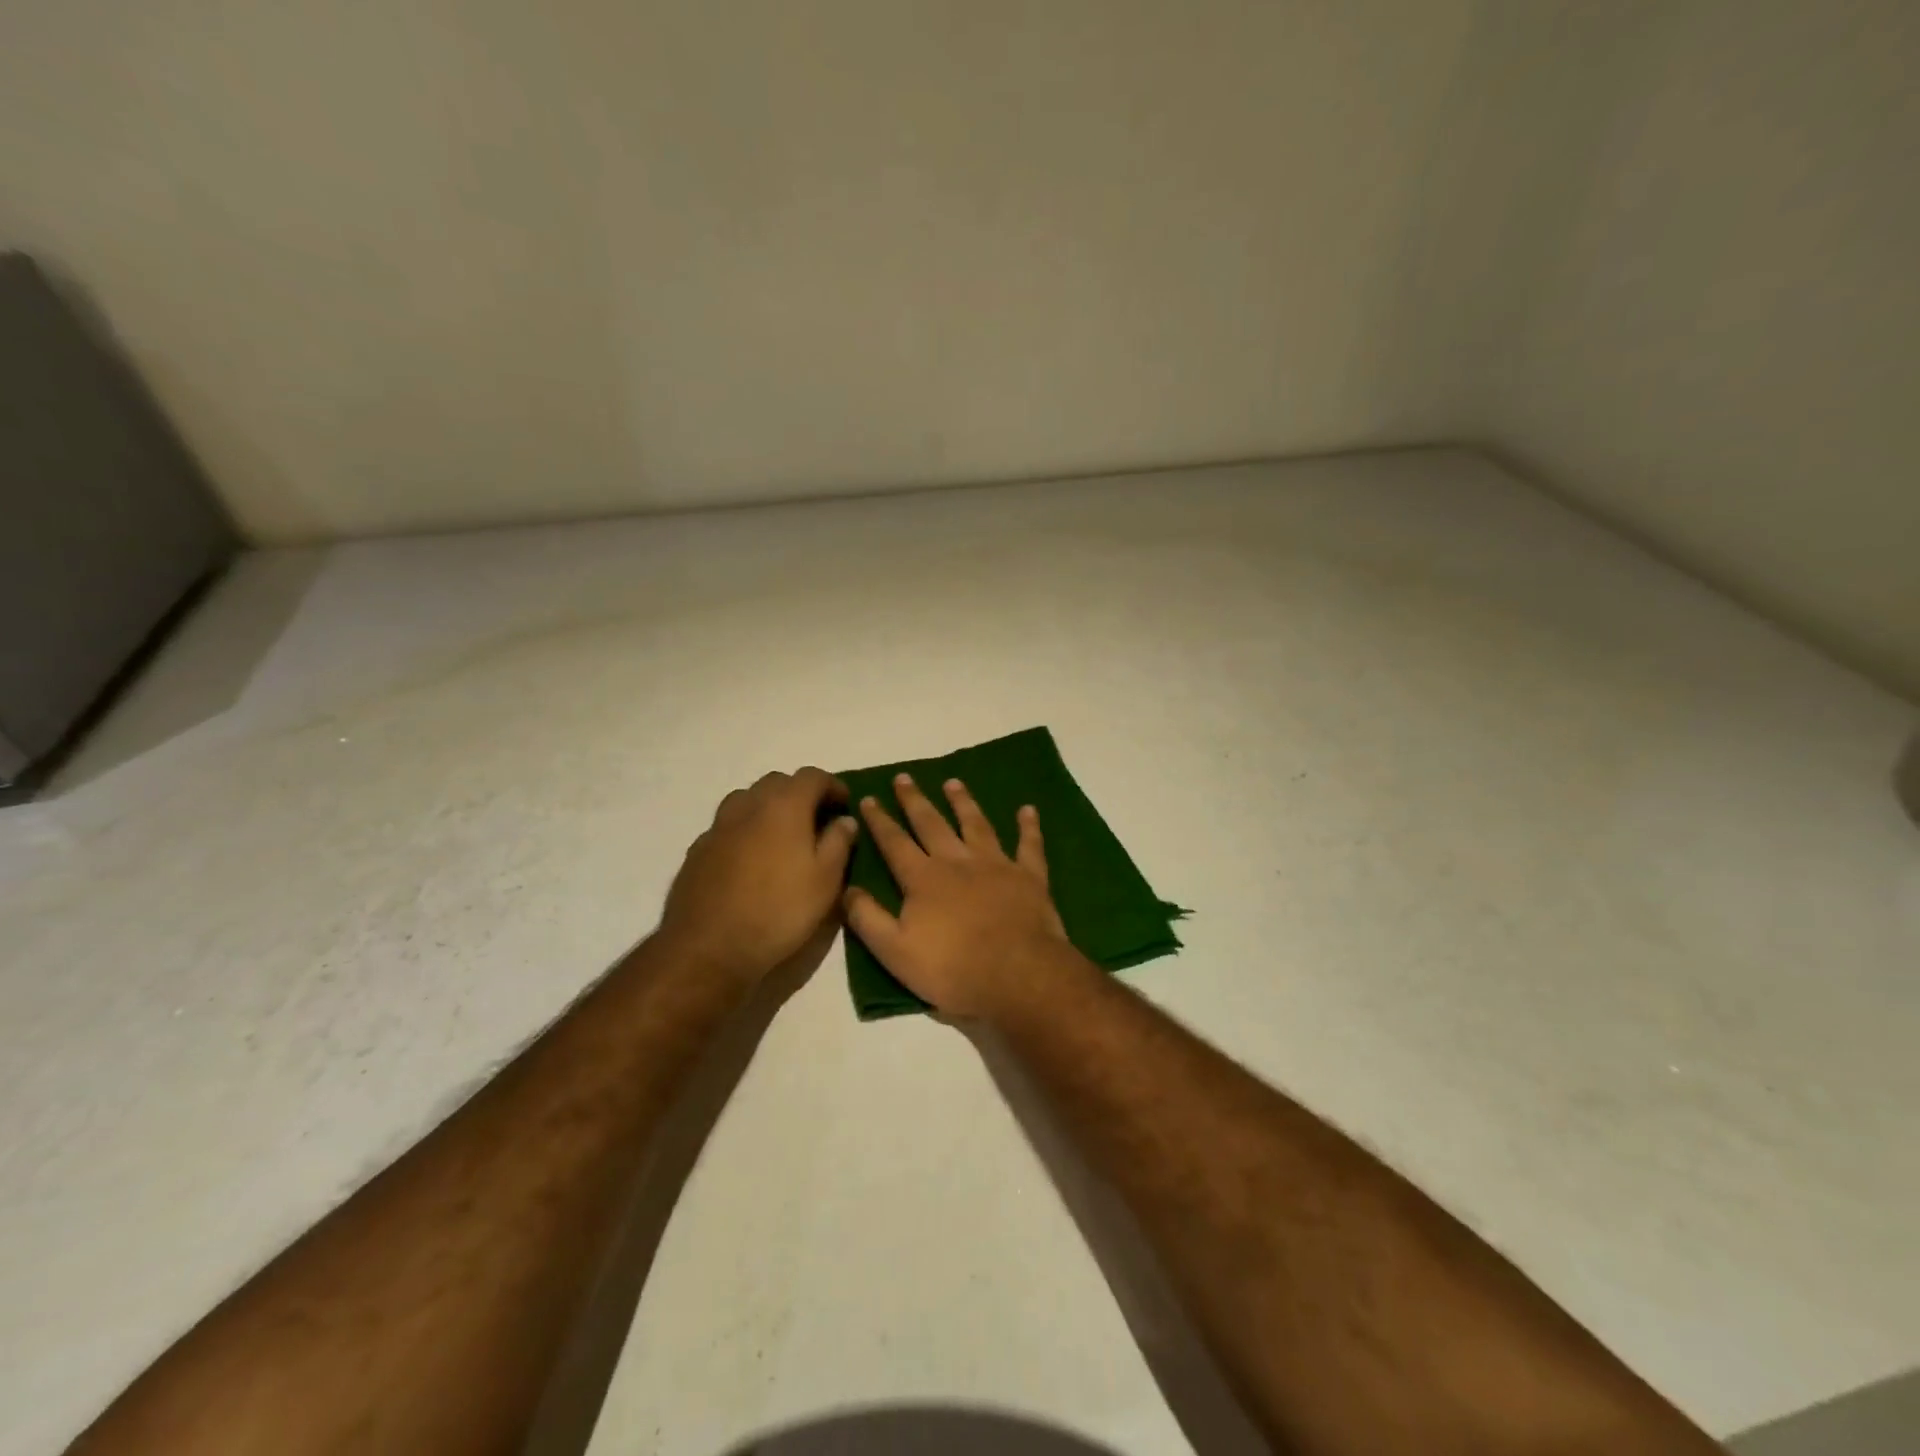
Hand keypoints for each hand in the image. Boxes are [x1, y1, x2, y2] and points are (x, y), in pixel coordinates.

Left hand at [659, 768, 859, 984]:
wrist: (708, 948)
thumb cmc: (779, 911)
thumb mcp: (826, 880)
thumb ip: (839, 843)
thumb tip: (845, 820)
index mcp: (783, 805)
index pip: (812, 776)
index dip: (833, 785)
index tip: (845, 804)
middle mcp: (748, 805)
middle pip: (777, 782)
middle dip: (800, 794)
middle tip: (817, 820)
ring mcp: (718, 826)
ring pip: (748, 801)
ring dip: (769, 809)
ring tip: (784, 837)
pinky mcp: (698, 850)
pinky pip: (729, 827)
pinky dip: (746, 831)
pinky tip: (752, 861)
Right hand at [844, 775, 1081, 1020]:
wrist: (1018, 975)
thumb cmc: (953, 968)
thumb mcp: (895, 952)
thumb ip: (868, 918)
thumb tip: (847, 888)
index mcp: (923, 879)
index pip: (895, 843)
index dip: (879, 821)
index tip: (869, 798)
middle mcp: (957, 861)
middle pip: (932, 823)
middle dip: (915, 800)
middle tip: (904, 777)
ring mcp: (996, 864)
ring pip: (976, 824)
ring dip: (963, 802)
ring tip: (953, 782)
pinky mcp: (1029, 876)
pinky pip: (1029, 845)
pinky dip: (1028, 826)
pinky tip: (1027, 810)